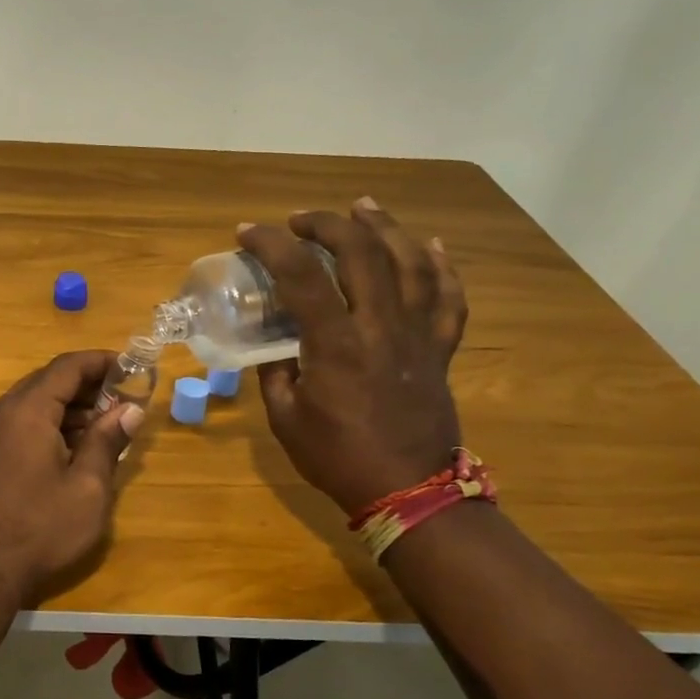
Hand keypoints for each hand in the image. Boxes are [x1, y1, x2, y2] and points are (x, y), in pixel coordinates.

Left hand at [0, 351, 143, 606]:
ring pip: (30, 403)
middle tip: (122, 401)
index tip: (131, 366)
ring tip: (102, 428)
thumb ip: (107, 442)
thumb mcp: (87, 490)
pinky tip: (68, 449)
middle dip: (87, 386)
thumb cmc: (38, 531)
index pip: (67, 367)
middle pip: (46, 382)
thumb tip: (129, 410)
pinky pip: (15, 423)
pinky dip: (45, 425)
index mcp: (26, 411)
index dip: (101, 361)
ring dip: (66, 408)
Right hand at [238, 200, 467, 515]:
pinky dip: (442, 267)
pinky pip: (450, 298)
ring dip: (386, 228)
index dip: (272, 245)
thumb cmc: (338, 458)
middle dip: (328, 225)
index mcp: (336, 345)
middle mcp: (380, 328)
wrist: (407, 491)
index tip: (248, 233)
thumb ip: (275, 374)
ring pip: (411, 264)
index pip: (301, 276)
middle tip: (301, 221)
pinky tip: (430, 245)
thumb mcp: (285, 418)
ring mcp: (417, 335)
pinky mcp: (440, 349)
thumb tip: (274, 346)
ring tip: (364, 207)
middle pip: (362, 254)